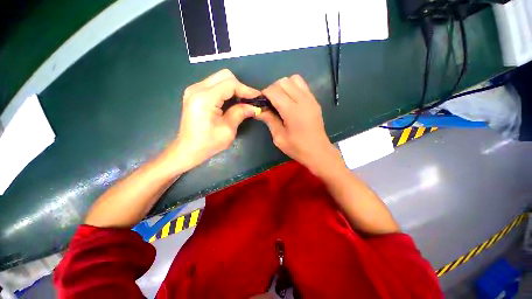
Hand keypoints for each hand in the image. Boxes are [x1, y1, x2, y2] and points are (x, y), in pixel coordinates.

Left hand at [168, 69, 261, 171]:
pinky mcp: (195, 93)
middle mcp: (197, 89)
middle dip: (240, 87)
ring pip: (220, 78)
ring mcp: (194, 90)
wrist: (189, 149)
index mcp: (204, 98)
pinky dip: (226, 91)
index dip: (246, 89)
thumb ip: (240, 113)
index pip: (230, 84)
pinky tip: (231, 102)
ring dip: (234, 88)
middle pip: (224, 76)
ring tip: (243, 101)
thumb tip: (254, 107)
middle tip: (249, 100)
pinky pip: (214, 85)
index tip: (258, 97)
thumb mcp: (228, 130)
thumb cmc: (208, 143)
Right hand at [255, 75, 339, 172]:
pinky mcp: (315, 100)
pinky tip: (290, 101)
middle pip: (283, 81)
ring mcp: (311, 99)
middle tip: (270, 103)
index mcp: (292, 111)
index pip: (274, 91)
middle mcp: (303, 100)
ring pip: (293, 79)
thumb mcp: (279, 137)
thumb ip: (269, 120)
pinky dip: (293, 88)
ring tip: (280, 100)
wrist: (318, 152)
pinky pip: (302, 85)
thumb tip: (257, 109)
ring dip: (283, 87)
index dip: (264, 94)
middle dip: (273, 89)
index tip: (261, 103)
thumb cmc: (297, 148)